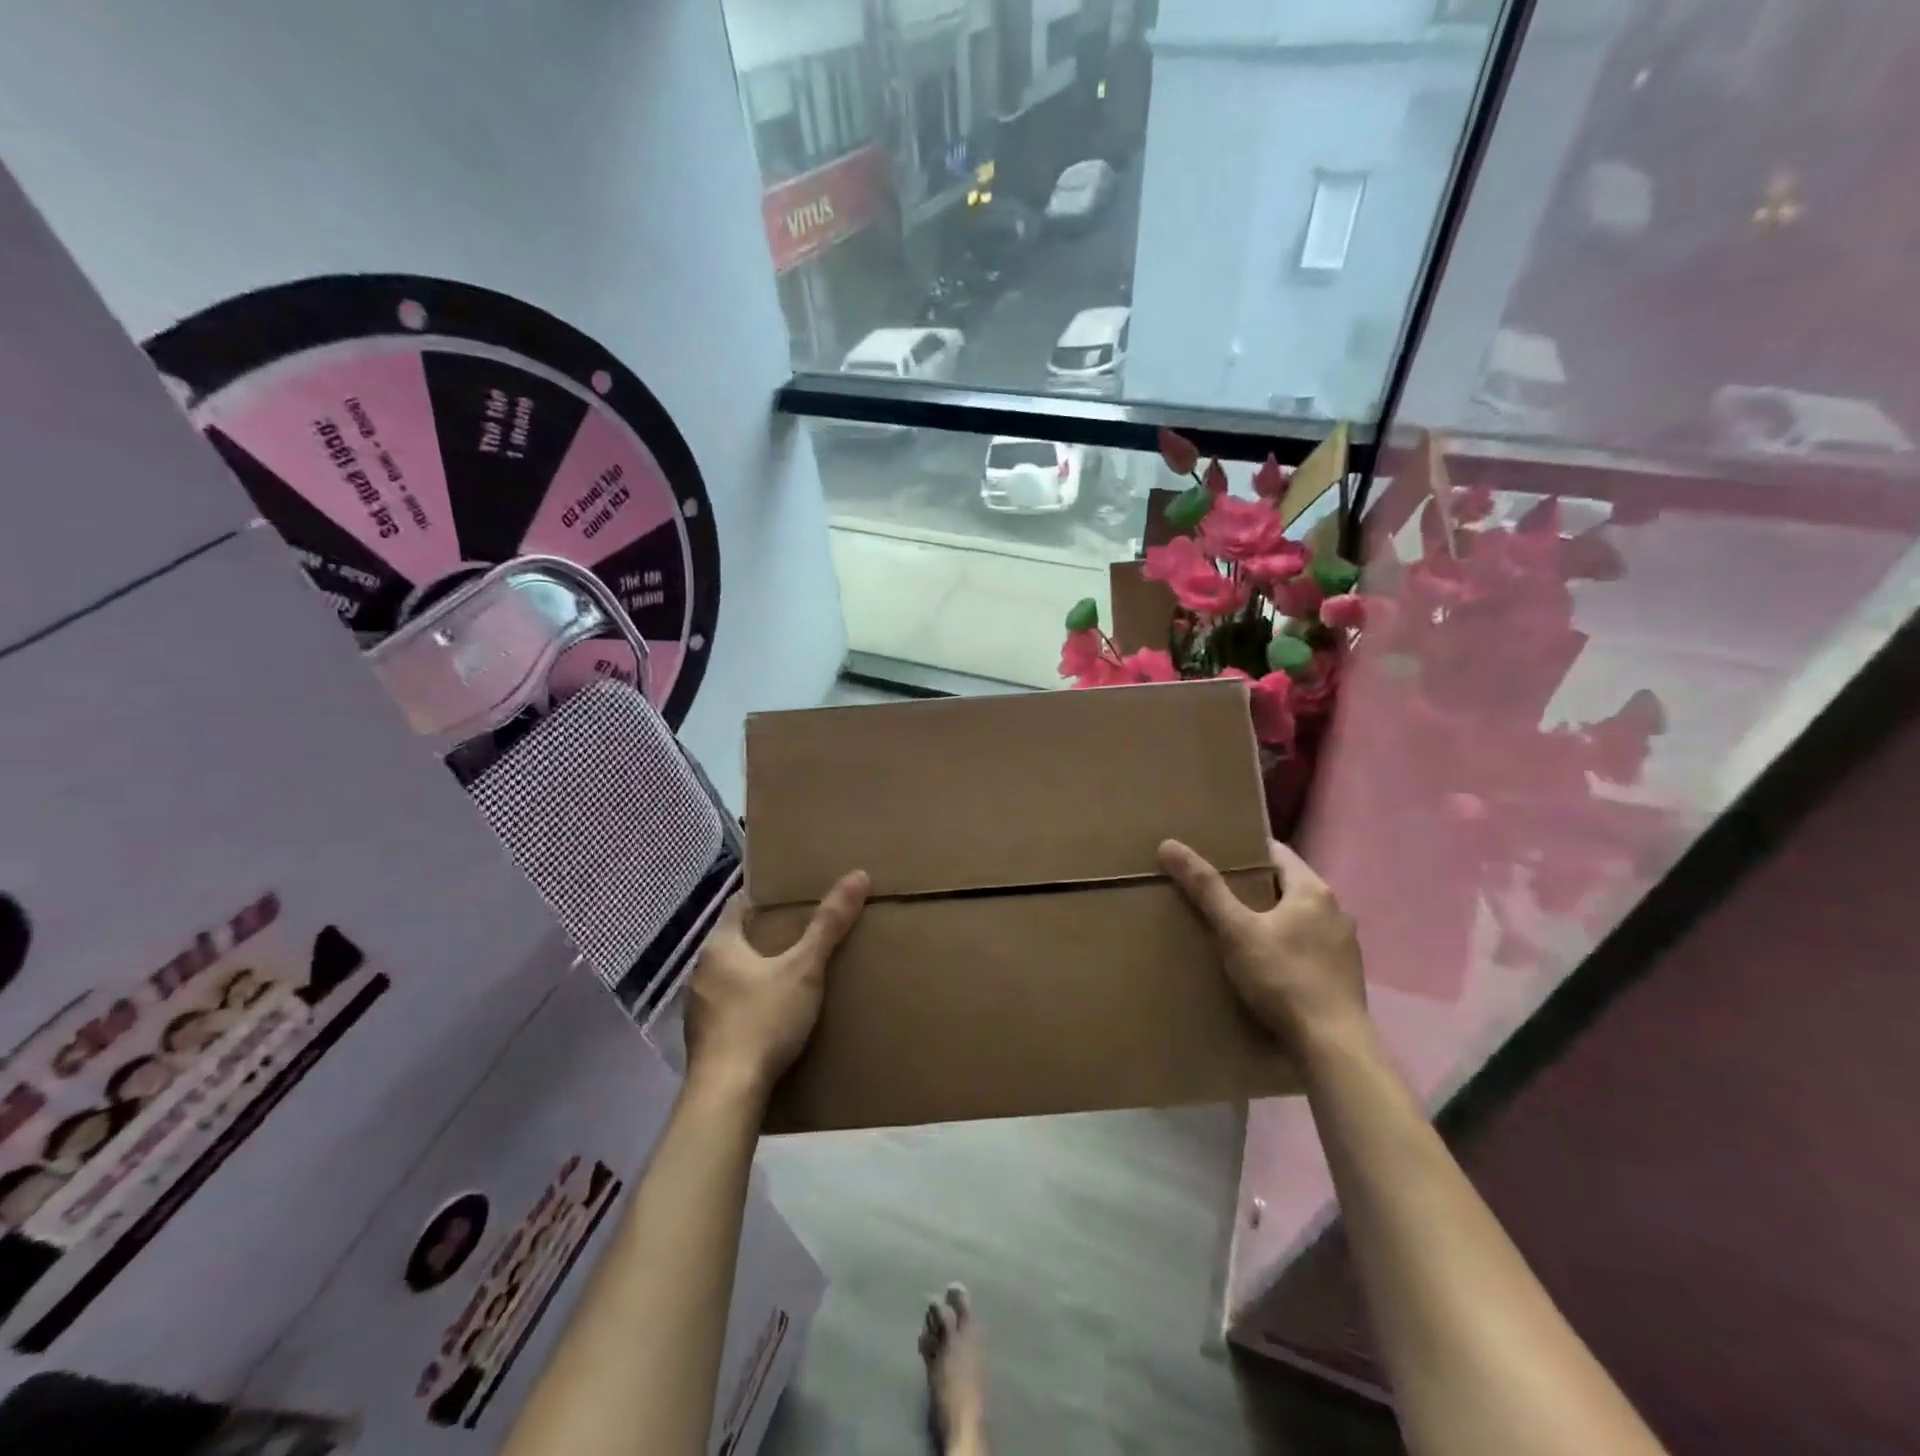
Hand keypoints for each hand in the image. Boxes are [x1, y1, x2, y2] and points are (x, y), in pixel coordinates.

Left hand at [682, 872, 868, 1096]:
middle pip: (736, 941)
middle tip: (802, 933)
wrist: (727, 1094)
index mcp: (719, 946)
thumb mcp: (804, 969)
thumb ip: (829, 925)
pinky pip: (728, 1007)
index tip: (794, 896)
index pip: (740, 905)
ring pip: (730, 976)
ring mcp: (697, 1009)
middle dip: (765, 937)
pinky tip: (771, 1014)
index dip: (766, 898)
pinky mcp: (703, 1040)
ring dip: (755, 972)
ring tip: (790, 974)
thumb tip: (858, 875)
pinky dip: (748, 1003)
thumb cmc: (763, 1020)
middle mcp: (700, 971)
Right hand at [1159, 838, 1367, 1055]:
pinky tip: (1264, 961)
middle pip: (1286, 883)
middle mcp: (1335, 909)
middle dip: (1252, 885)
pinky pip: (1307, 943)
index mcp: (1313, 890)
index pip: (1276, 851)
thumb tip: (1170, 845)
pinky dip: (1285, 942)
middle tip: (1215, 890)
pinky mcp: (1343, 974)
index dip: (1244, 850)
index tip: (1214, 855)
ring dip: (1270, 916)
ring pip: (1298, 915)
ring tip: (1235, 926)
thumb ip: (1206, 888)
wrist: (1332, 1046)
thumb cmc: (1283, 978)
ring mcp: (1344, 943)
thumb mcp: (1236, 930)